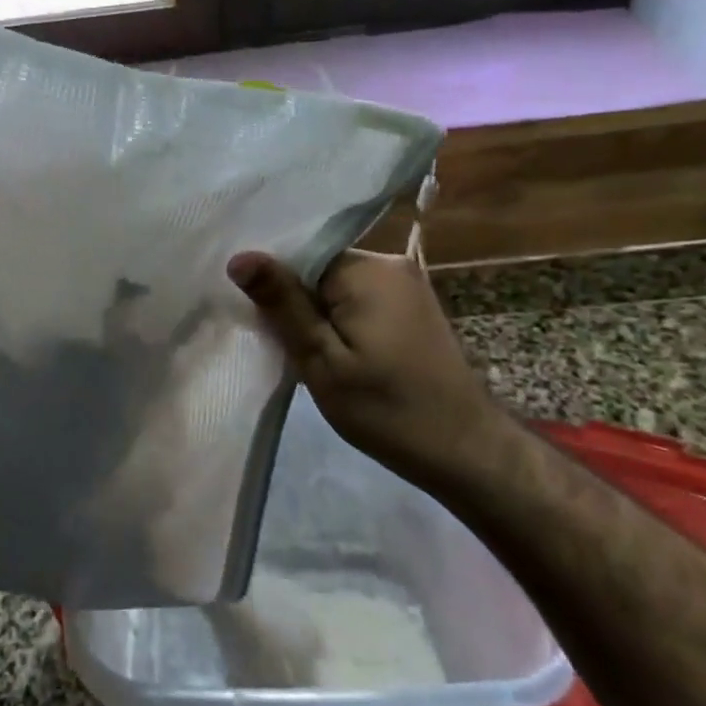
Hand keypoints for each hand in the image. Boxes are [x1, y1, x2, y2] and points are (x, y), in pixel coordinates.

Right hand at [227, 243, 507, 486]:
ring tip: (297, 348)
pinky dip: (338, 320)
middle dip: (293, 299)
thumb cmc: (387, 409)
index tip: (254, 315)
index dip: (273, 283)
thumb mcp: (322, 360)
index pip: (300, 254)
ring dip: (315, 313)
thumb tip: (240, 256)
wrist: (465, 451)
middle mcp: (390, 263)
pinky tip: (330, 350)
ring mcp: (406, 284)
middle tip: (272, 339)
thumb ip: (282, 303)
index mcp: (367, 269)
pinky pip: (358, 299)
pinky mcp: (411, 306)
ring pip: (336, 285)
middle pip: (318, 267)